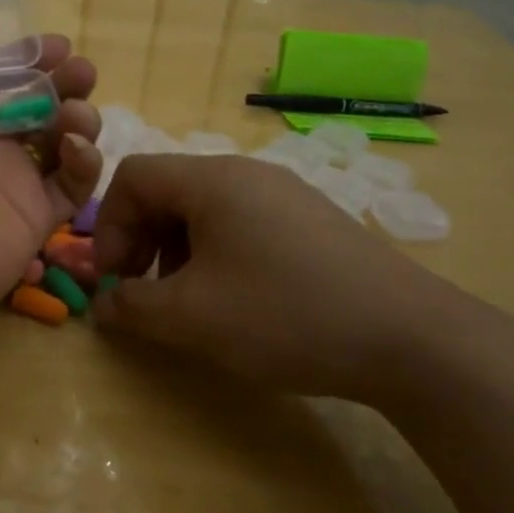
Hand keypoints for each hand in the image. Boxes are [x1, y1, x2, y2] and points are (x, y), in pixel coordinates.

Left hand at [0, 1, 101, 326]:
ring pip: (60, 143)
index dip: (32, 58)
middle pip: (37, 105)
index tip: (60, 47)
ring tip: (74, 116)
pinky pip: (72, 187)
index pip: (2, 75)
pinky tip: (75, 150)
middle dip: (65, 84)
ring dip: (77, 120)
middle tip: (82, 75)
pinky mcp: (34, 219)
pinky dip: (84, 164)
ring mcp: (10, 182)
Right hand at [92, 154, 464, 401]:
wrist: (409, 338)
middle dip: (139, 241)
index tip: (114, 280)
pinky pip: (241, 225)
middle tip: (143, 294)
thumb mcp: (191, 317)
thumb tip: (104, 305)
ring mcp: (285, 195)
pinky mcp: (311, 222)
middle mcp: (247, 174)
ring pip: (204, 211)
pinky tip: (235, 300)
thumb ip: (132, 307)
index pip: (133, 177)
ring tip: (188, 303)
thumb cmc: (284, 314)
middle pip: (167, 191)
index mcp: (212, 180)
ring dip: (175, 252)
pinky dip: (215, 256)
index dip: (107, 226)